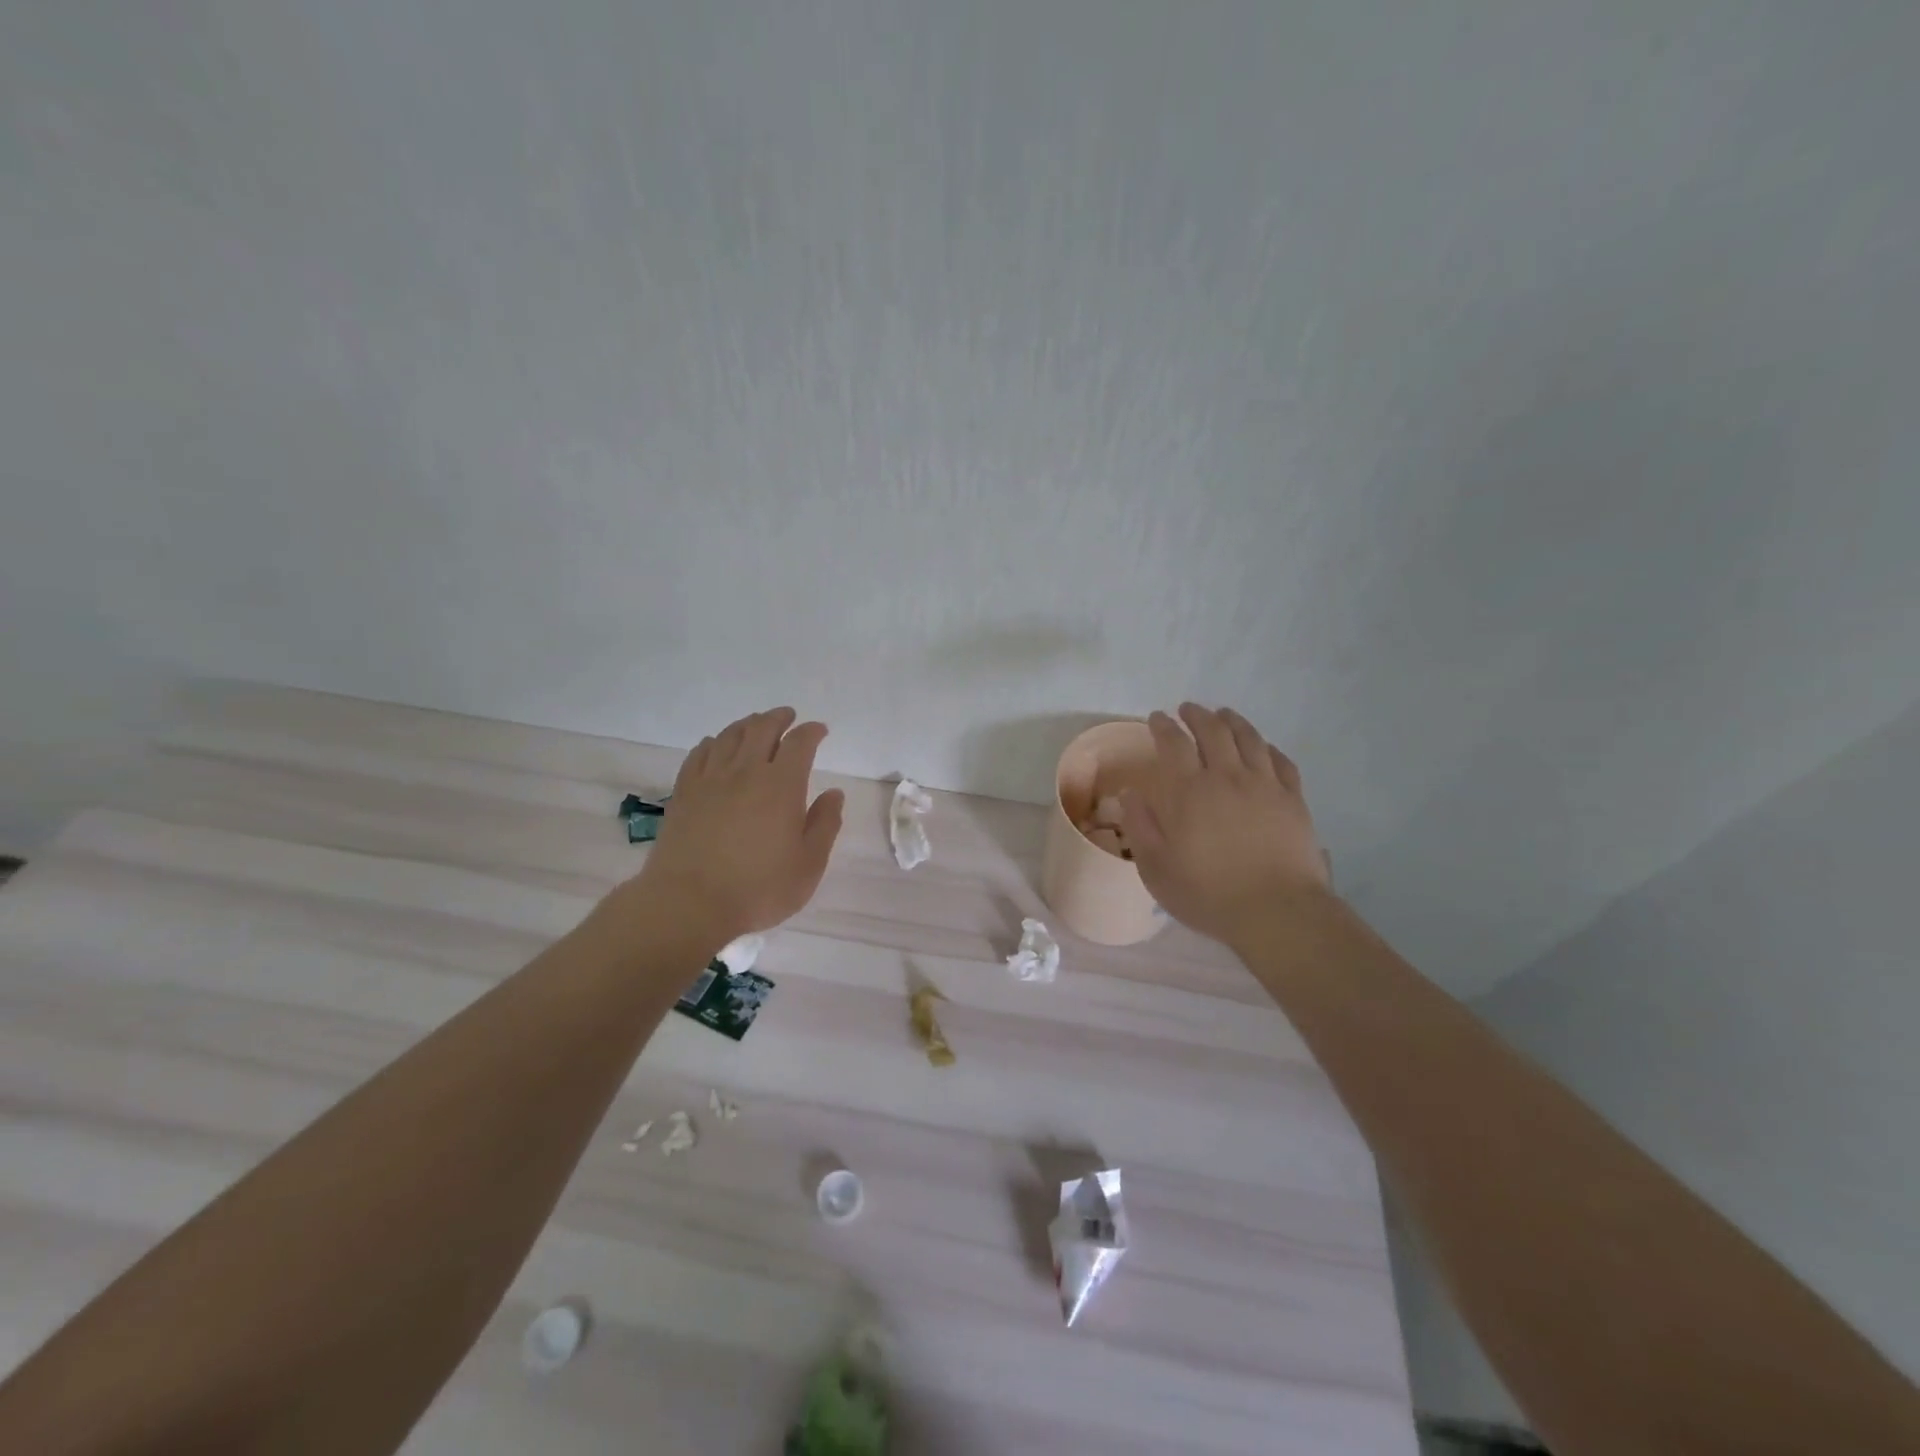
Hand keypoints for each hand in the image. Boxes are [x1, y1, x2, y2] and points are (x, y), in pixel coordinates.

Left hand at [618, 708, 844, 946]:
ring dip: (747, 724)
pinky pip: (700, 754)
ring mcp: (710, 780)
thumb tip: (834, 794)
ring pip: (730, 736)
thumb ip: (824, 825)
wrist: (688, 903)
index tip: (820, 731)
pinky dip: (714, 742)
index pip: (799, 743)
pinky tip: (716, 745)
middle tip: (788, 716)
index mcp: (781, 785)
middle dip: (779, 718)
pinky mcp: (684, 793)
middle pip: (762, 729)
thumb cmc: (758, 888)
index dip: (811, 731)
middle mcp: (746, 771)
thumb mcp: (808, 865)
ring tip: (756, 724)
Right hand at [1120, 704, 1330, 945]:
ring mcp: (1265, 785)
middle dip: (1197, 715)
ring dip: (1233, 721)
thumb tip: (1130, 794)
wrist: (1277, 911)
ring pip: (1249, 738)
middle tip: (1188, 709)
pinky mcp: (1293, 799)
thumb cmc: (1208, 893)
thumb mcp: (1156, 868)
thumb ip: (1140, 827)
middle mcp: (1227, 777)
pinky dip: (1267, 747)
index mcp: (1189, 791)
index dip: (1163, 726)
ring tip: (1224, 714)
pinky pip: (1280, 761)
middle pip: (1213, 731)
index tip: (1157, 718)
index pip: (1173, 743)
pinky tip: (1263, 747)